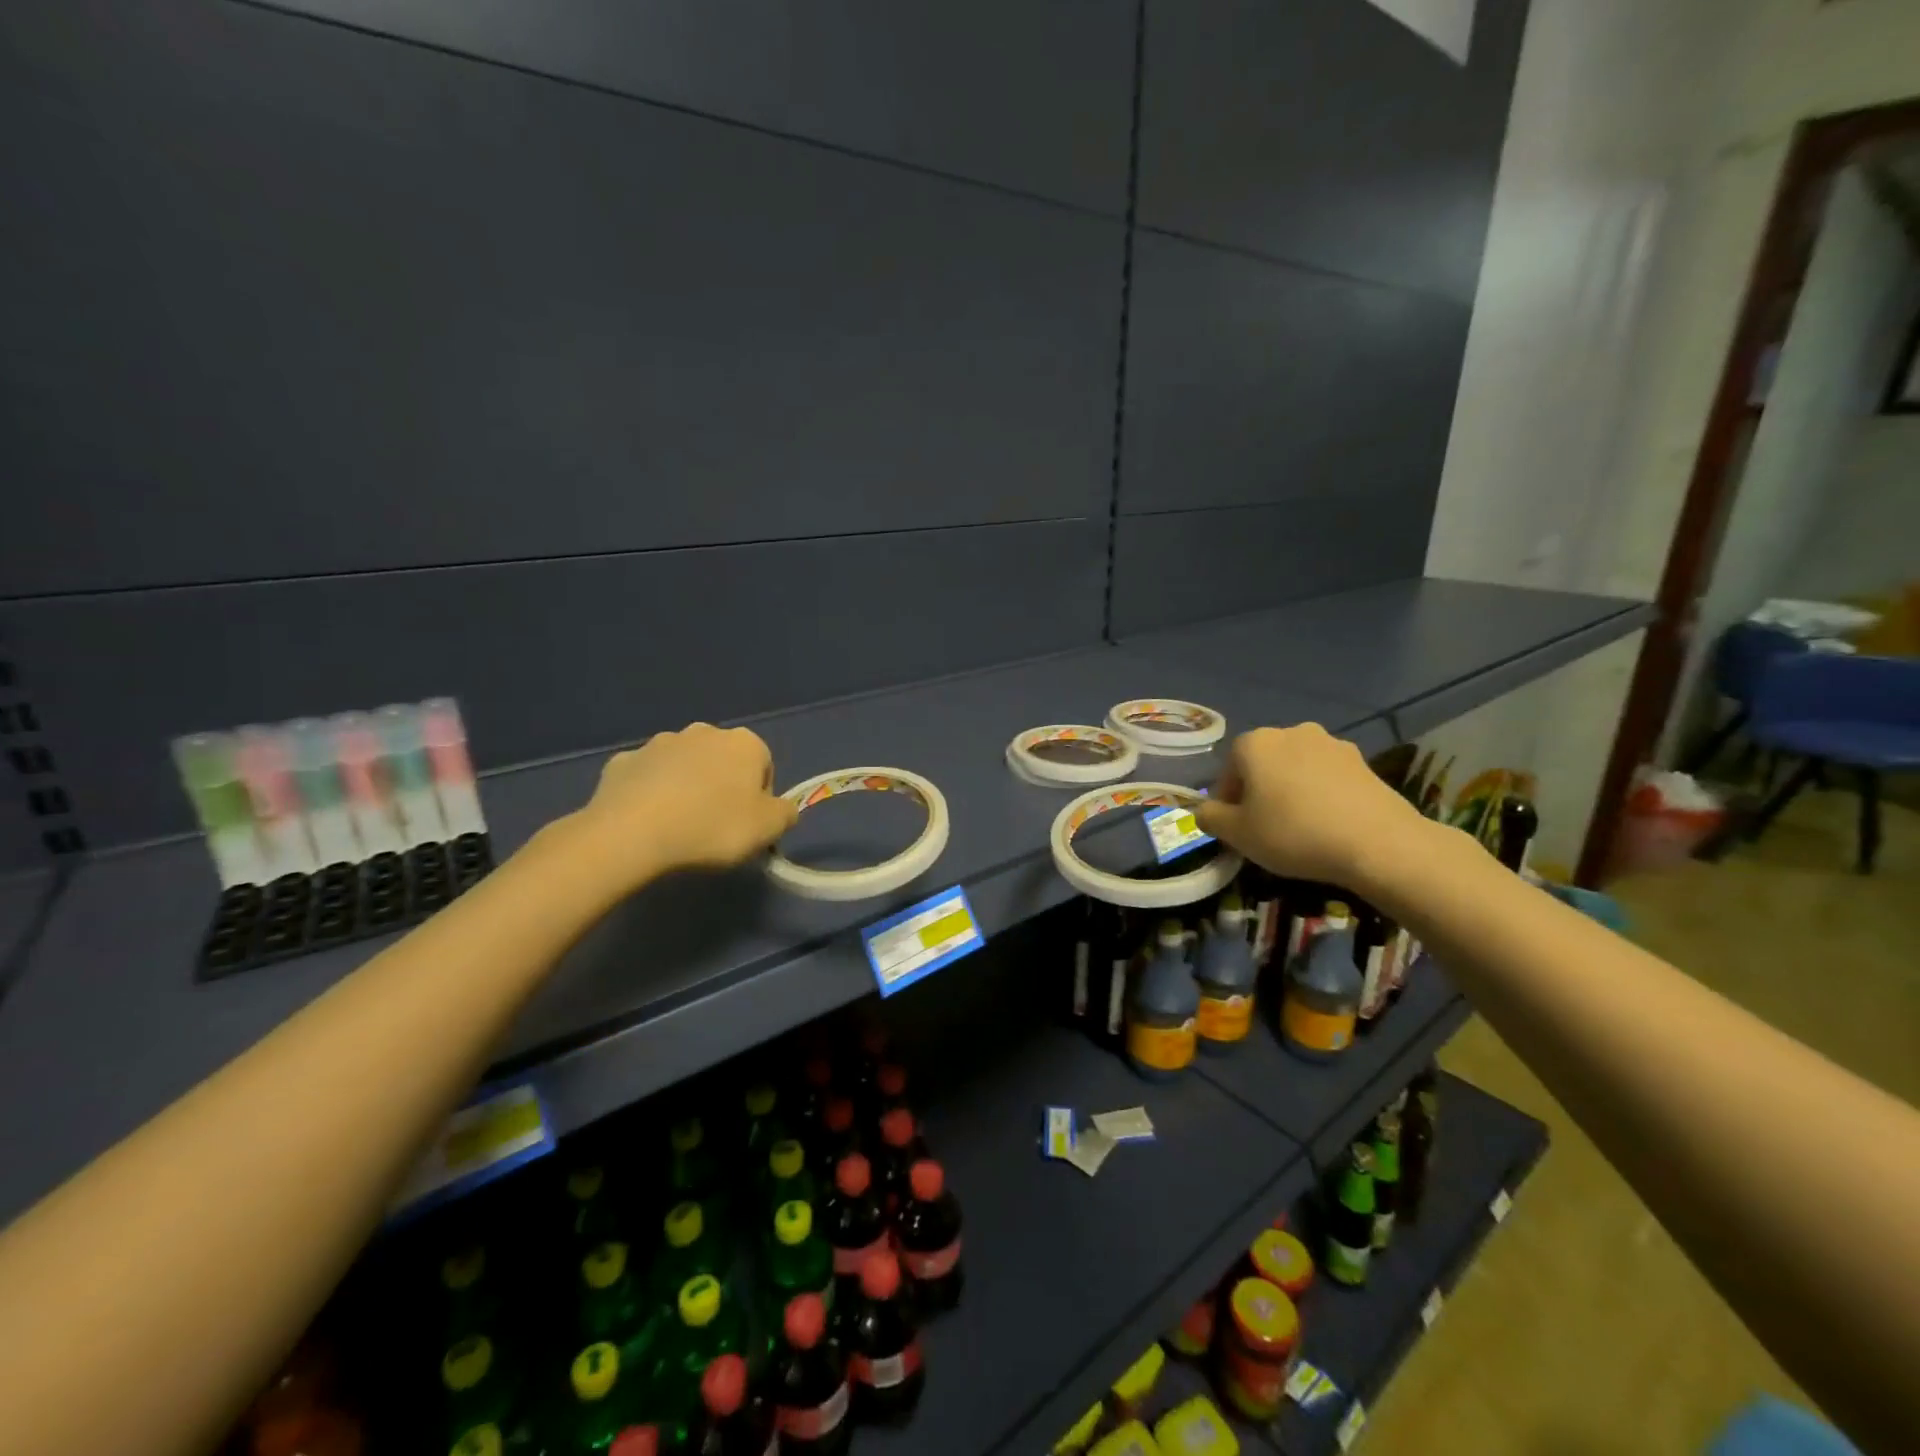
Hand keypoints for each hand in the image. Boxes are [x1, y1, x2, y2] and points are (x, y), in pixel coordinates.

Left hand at [571, 723, 798, 885]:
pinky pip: (647, 778)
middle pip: (722, 761)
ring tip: (679, 826)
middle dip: (722, 786)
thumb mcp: (768, 829)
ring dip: (686, 787)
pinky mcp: (623, 761)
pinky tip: (647, 821)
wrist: (633, 832)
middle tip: (715, 826)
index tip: (748, 825)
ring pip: (683, 766)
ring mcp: (659, 743)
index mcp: (744, 743)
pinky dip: (651, 794)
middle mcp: (703, 732)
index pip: (764, 766)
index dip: (760, 798)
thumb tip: (782, 809)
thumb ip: (785, 813)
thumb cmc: (713, 826)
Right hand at [1196, 724, 1428, 889]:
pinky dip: (1320, 794)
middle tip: (1265, 828)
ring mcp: (1330, 744)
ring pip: (1295, 769)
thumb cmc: (1294, 833)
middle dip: (1259, 792)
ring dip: (1290, 791)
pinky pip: (1326, 777)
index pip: (1228, 772)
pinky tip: (1328, 823)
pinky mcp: (1362, 761)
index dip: (1228, 803)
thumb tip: (1204, 811)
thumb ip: (1211, 818)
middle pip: (1262, 765)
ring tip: (1300, 827)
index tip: (1236, 830)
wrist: (1378, 842)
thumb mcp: (1237, 834)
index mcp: (1254, 743)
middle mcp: (1291, 732)